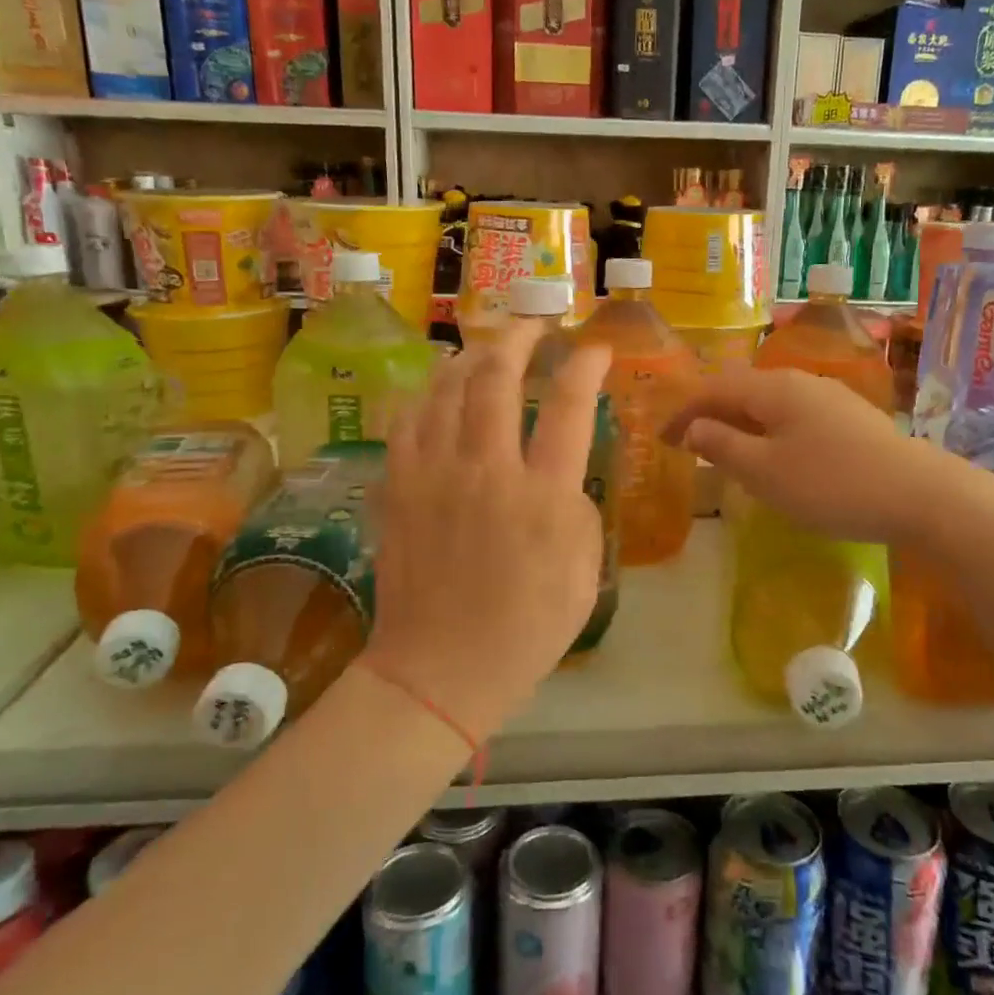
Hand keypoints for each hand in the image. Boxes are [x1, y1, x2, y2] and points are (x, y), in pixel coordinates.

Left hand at [368, 321, 610, 742]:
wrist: (440, 670)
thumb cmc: (526, 629)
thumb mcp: (584, 571)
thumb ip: (577, 506)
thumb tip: (559, 469)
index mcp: (542, 495)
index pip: (568, 405)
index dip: (585, 365)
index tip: (596, 348)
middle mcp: (486, 471)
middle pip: (496, 377)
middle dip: (519, 337)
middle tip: (534, 324)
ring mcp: (433, 475)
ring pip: (446, 388)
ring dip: (470, 356)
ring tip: (486, 347)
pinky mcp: (397, 487)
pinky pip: (407, 420)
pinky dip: (427, 394)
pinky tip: (438, 390)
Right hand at [664, 367, 948, 543]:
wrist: (918, 494)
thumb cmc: (830, 484)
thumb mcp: (764, 471)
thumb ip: (723, 445)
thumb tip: (695, 427)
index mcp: (773, 388)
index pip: (712, 390)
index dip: (682, 413)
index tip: (660, 439)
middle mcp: (799, 381)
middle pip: (741, 390)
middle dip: (710, 414)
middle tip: (688, 444)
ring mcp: (829, 397)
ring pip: (769, 404)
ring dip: (740, 424)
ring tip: (726, 451)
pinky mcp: (850, 418)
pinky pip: (793, 416)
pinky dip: (768, 431)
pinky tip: (775, 456)